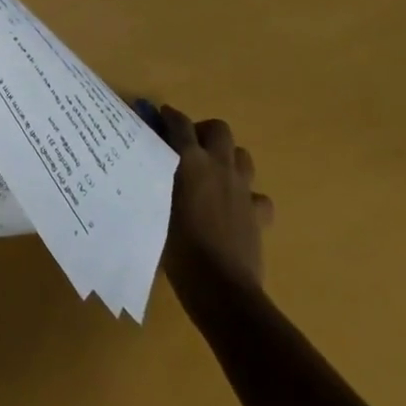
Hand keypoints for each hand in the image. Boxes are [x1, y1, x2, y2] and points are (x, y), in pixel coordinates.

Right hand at [157, 106, 275, 296]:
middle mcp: (219, 166)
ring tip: (214, 174)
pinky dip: (249, 197)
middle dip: (205, 132)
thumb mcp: (156, 208)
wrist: (222, 289)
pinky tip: (237, 209)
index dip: (169, 116)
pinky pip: (259, 197)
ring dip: (229, 158)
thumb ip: (154, 181)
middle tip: (191, 147)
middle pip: (219, 129)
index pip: (179, 123)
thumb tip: (147, 167)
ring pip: (242, 156)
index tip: (160, 116)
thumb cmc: (179, 248)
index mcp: (190, 160)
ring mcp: (242, 189)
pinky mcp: (258, 215)